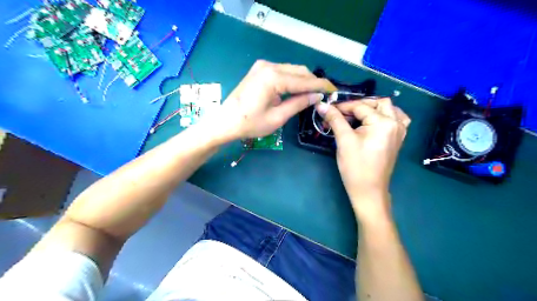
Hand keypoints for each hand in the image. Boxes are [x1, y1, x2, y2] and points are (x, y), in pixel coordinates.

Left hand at [206, 60, 334, 141]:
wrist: (224, 121)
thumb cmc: (250, 123)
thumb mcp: (278, 117)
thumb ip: (298, 103)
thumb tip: (317, 96)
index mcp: (274, 78)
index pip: (304, 80)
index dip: (321, 85)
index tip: (334, 90)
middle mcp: (269, 66)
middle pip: (299, 71)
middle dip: (313, 82)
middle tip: (322, 95)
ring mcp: (263, 66)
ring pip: (291, 70)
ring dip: (303, 81)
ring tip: (311, 95)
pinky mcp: (259, 70)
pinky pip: (282, 72)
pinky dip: (292, 80)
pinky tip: (296, 91)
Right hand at [315, 99, 409, 220]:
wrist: (368, 191)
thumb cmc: (355, 167)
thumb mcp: (344, 140)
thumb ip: (334, 119)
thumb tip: (321, 105)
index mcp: (384, 122)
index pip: (361, 106)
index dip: (342, 107)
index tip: (328, 110)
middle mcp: (396, 124)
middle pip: (379, 103)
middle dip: (359, 105)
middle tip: (343, 113)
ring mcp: (399, 132)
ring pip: (389, 109)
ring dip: (374, 109)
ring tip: (358, 116)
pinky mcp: (397, 140)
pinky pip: (395, 120)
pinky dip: (384, 116)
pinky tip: (373, 123)